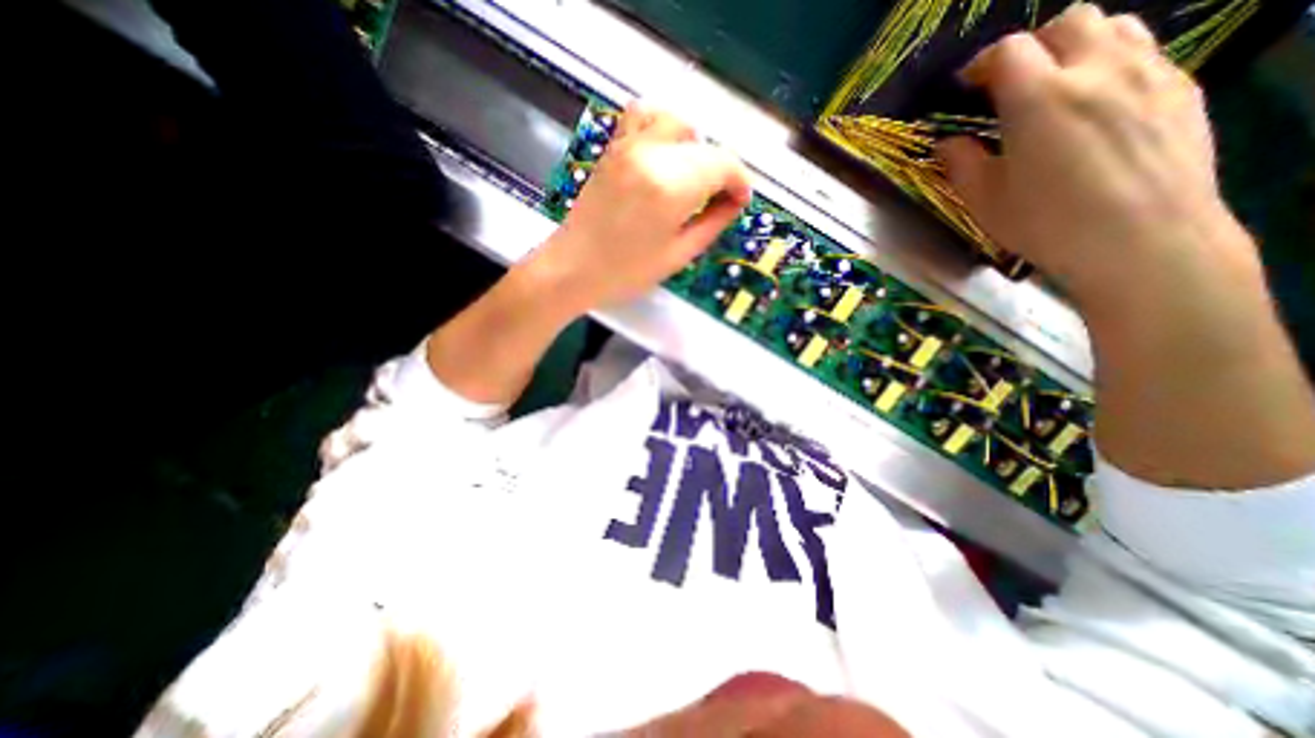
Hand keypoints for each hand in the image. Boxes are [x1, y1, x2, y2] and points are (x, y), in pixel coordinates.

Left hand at [523, 103, 750, 317]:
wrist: (573, 268)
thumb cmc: (626, 272)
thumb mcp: (678, 255)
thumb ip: (713, 223)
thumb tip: (734, 202)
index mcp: (671, 187)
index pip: (723, 164)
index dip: (740, 181)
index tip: (740, 201)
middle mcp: (652, 154)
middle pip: (704, 145)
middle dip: (720, 170)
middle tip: (718, 200)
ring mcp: (628, 145)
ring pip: (677, 123)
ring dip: (694, 146)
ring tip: (691, 178)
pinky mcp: (613, 148)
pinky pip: (644, 117)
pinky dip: (663, 129)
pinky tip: (664, 157)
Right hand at [940, 0, 1255, 312]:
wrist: (1142, 241)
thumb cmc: (1048, 225)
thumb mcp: (985, 201)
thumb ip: (961, 164)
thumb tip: (947, 143)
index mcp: (1040, 99)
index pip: (1009, 51)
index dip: (981, 63)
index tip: (966, 86)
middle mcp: (1098, 69)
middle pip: (1067, 22)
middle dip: (1030, 46)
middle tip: (1009, 83)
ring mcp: (1148, 73)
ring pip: (1114, 26)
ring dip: (1074, 46)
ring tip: (1055, 86)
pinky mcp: (1181, 88)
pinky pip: (1143, 53)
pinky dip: (1109, 65)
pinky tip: (1094, 105)